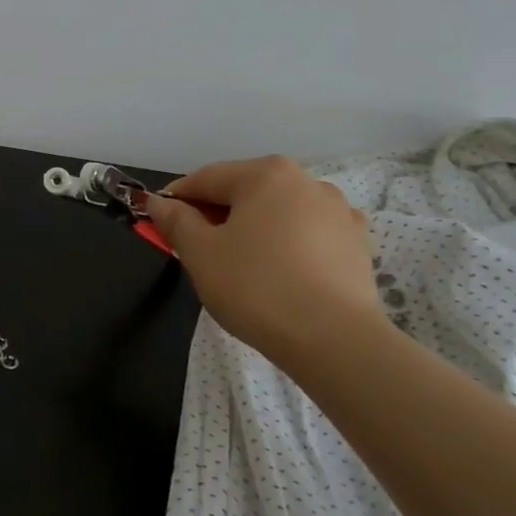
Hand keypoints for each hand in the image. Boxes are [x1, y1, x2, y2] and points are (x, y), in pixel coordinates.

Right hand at [146, 157, 386, 360]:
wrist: (336, 341)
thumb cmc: (257, 287)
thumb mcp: (200, 254)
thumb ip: (176, 221)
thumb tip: (159, 203)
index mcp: (265, 174)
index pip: (205, 179)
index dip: (175, 200)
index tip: (157, 223)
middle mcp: (306, 181)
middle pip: (244, 191)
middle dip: (215, 215)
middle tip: (195, 249)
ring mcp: (339, 212)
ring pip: (278, 212)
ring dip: (252, 229)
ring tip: (239, 266)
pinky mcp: (358, 244)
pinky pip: (308, 235)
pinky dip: (287, 245)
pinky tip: (280, 272)